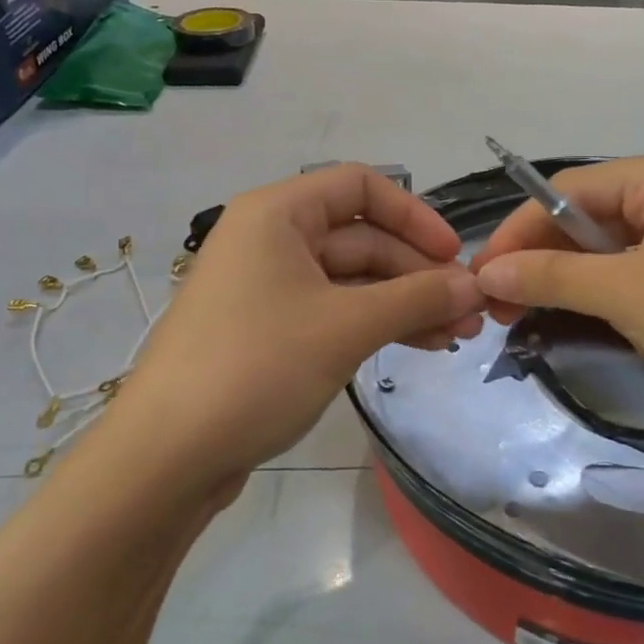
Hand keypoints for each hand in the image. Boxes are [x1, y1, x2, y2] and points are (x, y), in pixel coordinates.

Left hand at [99, 164, 484, 496]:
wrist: (167, 455)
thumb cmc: (257, 367)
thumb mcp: (346, 326)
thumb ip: (416, 298)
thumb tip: (475, 285)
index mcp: (277, 213)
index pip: (360, 187)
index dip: (414, 215)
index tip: (453, 257)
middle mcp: (270, 239)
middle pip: (360, 238)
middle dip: (417, 273)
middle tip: (468, 313)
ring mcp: (266, 288)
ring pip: (350, 280)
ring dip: (403, 303)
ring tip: (455, 337)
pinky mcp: (267, 332)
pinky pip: (332, 312)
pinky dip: (373, 325)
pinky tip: (414, 347)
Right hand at [470, 149, 643, 467]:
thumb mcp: (633, 294)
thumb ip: (554, 276)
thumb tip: (487, 273)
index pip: (572, 190)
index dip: (520, 229)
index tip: (479, 275)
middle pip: (590, 220)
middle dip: (540, 260)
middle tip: (494, 306)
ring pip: (611, 255)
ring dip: (567, 284)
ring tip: (519, 320)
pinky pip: (638, 282)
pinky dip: (602, 302)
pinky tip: (570, 325)